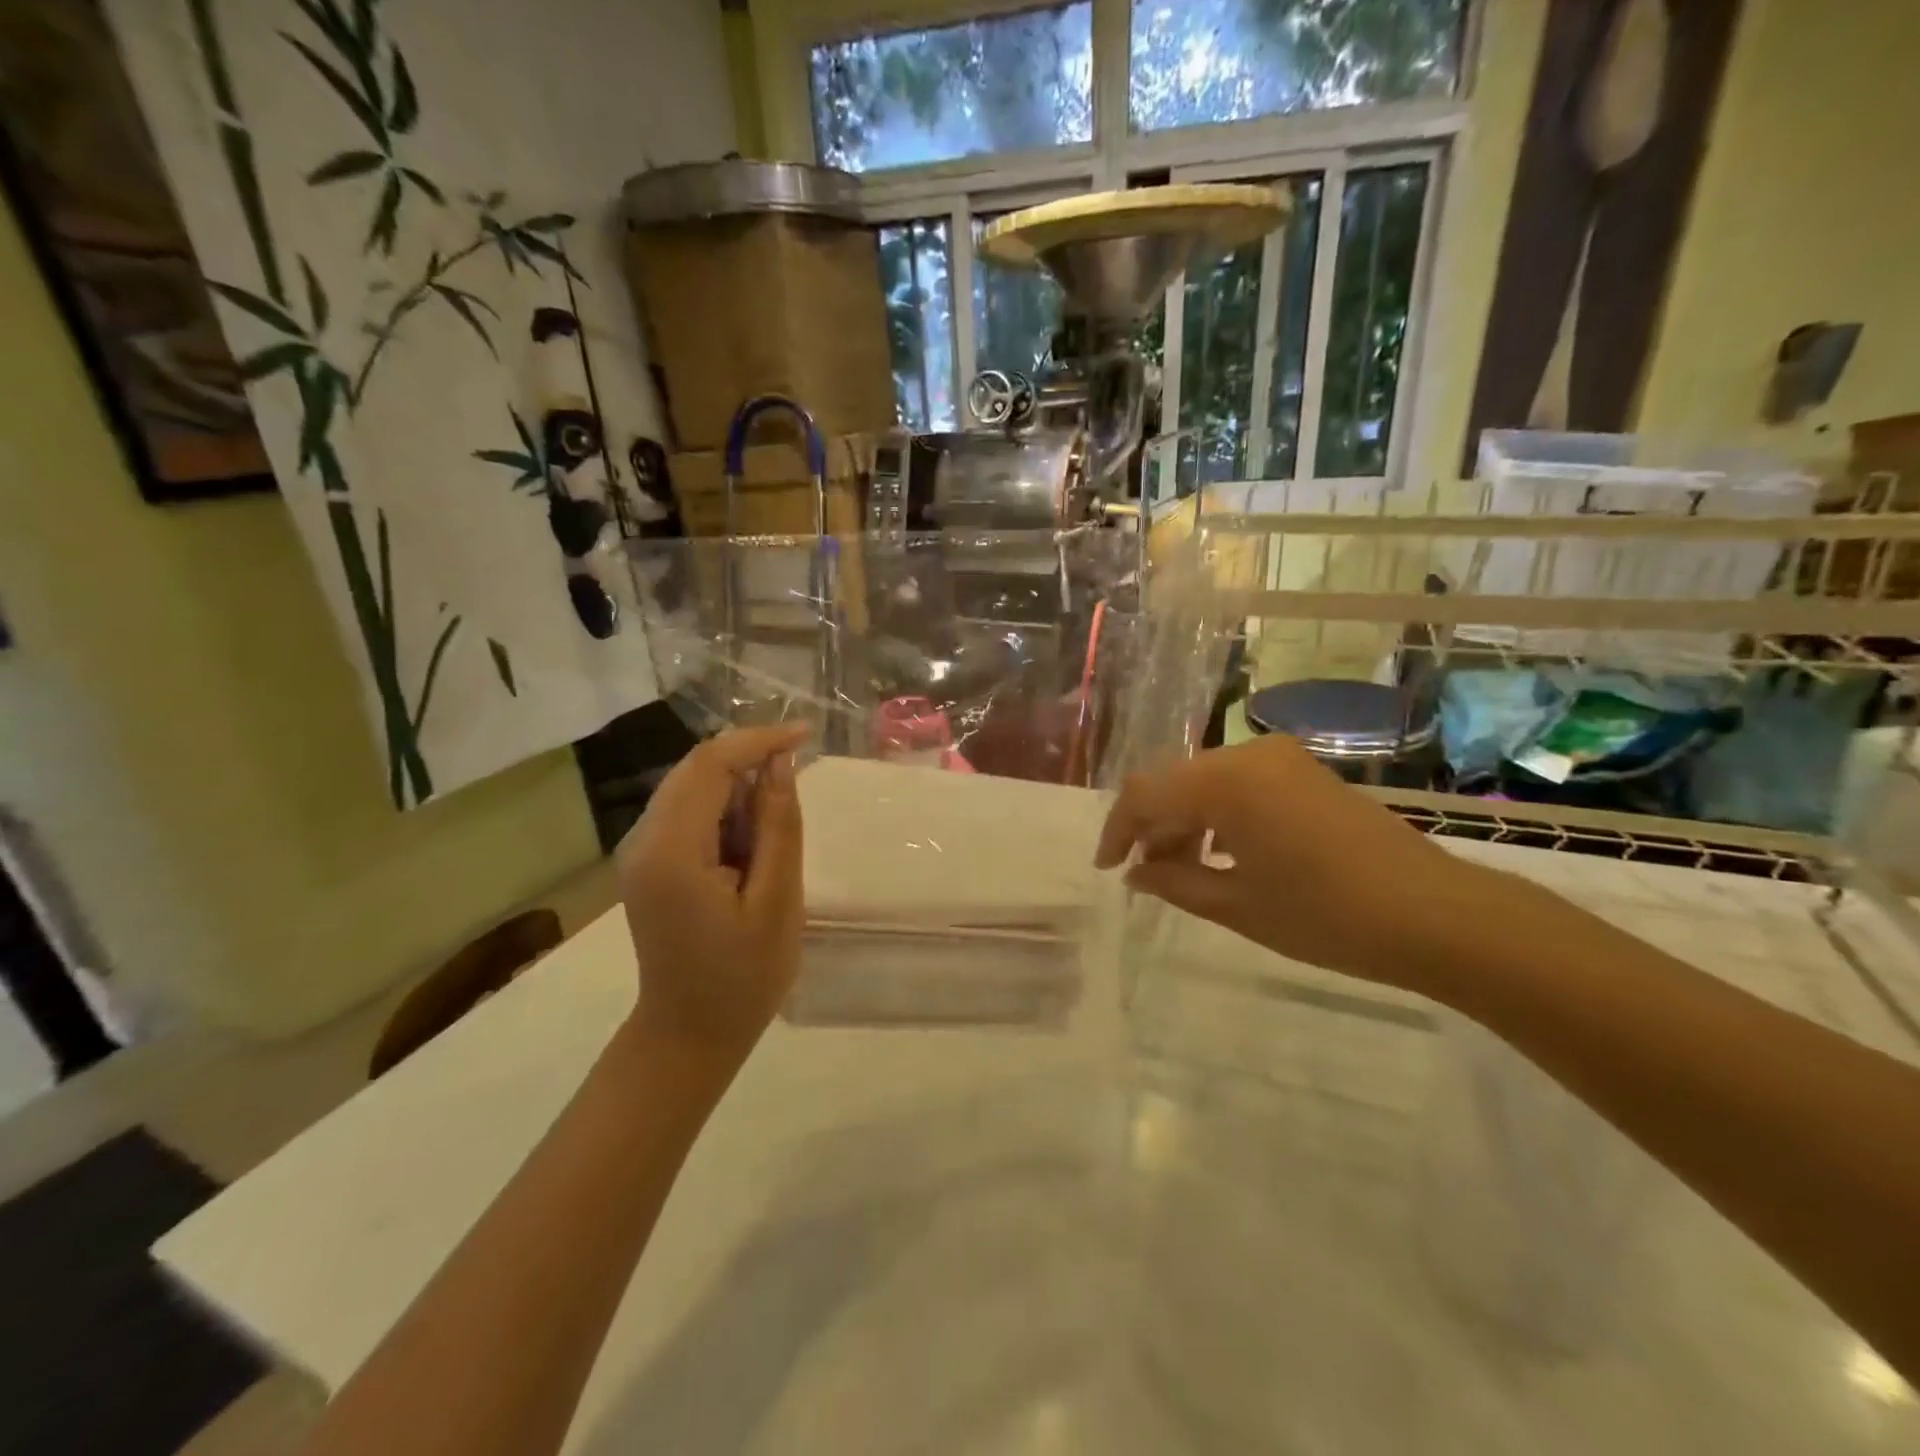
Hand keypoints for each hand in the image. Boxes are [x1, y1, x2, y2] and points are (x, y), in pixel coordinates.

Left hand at [617, 725, 807, 1056]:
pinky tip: (753, 842)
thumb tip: (781, 762)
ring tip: (777, 829)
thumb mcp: (777, 901)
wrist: (689, 1035)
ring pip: (693, 787)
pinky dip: (726, 810)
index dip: (758, 740)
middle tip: (798, 778)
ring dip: (739, 788)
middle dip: (750, 760)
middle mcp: (643, 840)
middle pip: (696, 769)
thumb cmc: (742, 978)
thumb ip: (778, 825)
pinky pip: (689, 813)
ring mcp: (640, 851)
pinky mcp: (649, 863)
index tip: (806, 734)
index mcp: (672, 851)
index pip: (710, 765)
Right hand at [1095, 735, 1492, 992]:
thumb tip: (1136, 872)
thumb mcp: (1237, 905)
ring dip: (1185, 822)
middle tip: (1146, 876)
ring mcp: (1281, 760)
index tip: (1109, 868)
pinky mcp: (1305, 772)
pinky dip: (1219, 815)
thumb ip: (1174, 882)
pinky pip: (1240, 785)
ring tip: (1183, 872)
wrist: (1437, 915)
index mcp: (1224, 782)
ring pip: (1206, 783)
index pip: (1145, 793)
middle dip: (1152, 827)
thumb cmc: (1326, 916)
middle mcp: (1248, 755)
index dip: (1118, 829)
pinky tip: (1223, 855)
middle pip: (1174, 782)